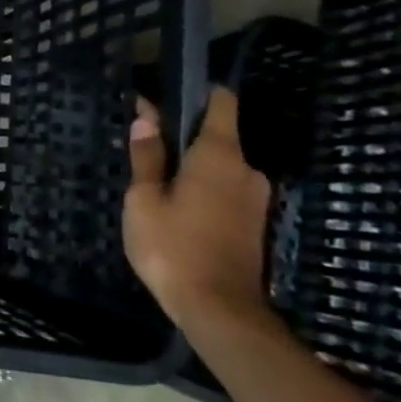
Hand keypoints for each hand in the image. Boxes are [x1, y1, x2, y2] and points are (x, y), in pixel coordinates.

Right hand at [123, 87, 271, 327]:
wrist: (218, 308)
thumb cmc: (172, 247)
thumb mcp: (144, 200)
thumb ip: (147, 157)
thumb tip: (145, 118)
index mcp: (219, 155)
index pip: (221, 103)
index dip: (195, 93)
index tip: (165, 98)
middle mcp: (246, 169)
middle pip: (217, 135)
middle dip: (184, 137)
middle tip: (146, 152)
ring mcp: (256, 197)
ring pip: (220, 166)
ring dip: (192, 168)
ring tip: (156, 186)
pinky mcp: (255, 222)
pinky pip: (226, 190)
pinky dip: (203, 189)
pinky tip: (177, 210)